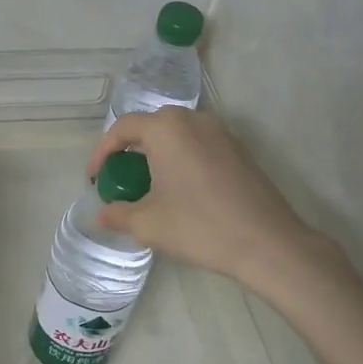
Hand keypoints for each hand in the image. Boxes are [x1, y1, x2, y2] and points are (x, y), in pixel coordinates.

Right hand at [86, 108, 329, 291]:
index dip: (102, 152)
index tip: (94, 178)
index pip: (122, 128)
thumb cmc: (200, 227)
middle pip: (151, 125)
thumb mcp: (149, 224)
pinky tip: (182, 189)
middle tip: (120, 178)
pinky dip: (182, 158)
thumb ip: (119, 214)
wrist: (268, 243)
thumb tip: (103, 213)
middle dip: (130, 149)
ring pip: (177, 134)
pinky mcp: (239, 149)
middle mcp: (193, 120)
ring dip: (157, 152)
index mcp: (166, 129)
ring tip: (149, 184)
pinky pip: (199, 144)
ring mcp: (221, 133)